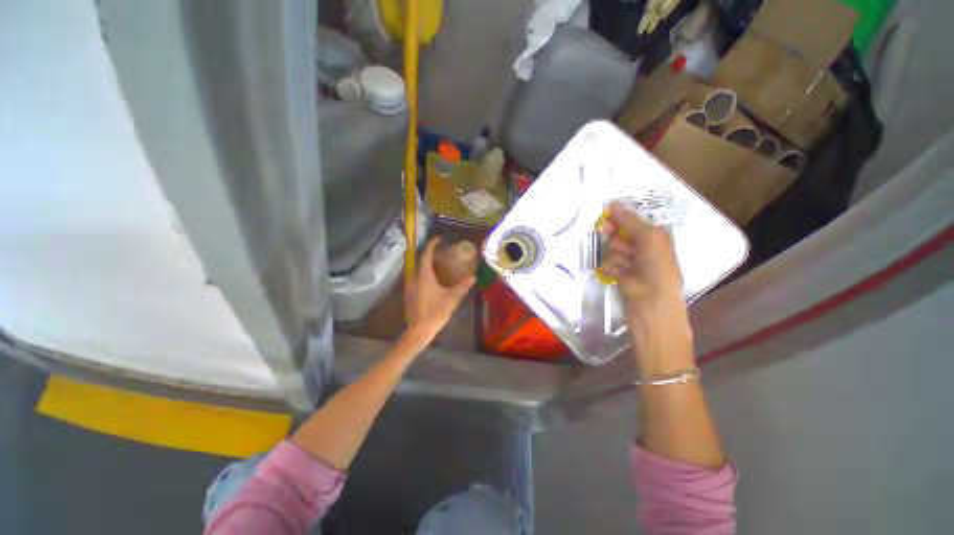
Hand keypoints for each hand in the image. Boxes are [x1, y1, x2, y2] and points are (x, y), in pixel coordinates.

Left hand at [404, 238, 475, 344]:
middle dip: (429, 254)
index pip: (426, 255)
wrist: (419, 330)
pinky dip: (424, 274)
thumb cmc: (436, 312)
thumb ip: (463, 287)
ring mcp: (410, 286)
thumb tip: (473, 278)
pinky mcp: (410, 294)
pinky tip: (432, 281)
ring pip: (418, 270)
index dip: (432, 245)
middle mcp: (415, 278)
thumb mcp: (452, 298)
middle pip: (420, 261)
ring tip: (438, 265)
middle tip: (441, 253)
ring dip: (426, 265)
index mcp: (424, 276)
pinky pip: (416, 278)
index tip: (438, 239)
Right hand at [602, 204, 693, 373]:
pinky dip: (612, 268)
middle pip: (619, 234)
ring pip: (611, 250)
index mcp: (656, 237)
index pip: (633, 220)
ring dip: (616, 257)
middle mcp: (644, 248)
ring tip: (627, 269)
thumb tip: (613, 204)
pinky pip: (608, 264)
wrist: (652, 309)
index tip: (607, 217)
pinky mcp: (620, 275)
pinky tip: (620, 277)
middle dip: (618, 241)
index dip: (620, 219)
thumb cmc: (657, 271)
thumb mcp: (650, 240)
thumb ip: (631, 221)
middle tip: (624, 249)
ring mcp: (631, 263)